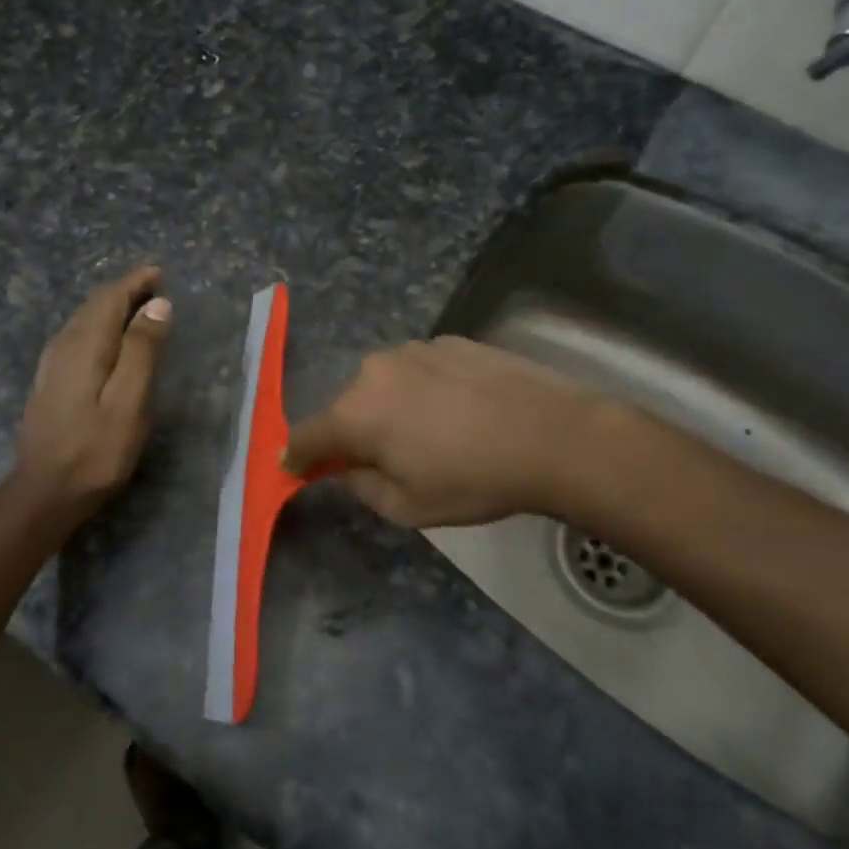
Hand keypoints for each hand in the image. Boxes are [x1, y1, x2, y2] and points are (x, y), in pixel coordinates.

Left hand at [10, 265, 171, 526]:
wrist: (44, 492)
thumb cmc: (96, 450)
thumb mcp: (129, 401)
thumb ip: (142, 350)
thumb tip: (158, 304)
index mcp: (86, 345)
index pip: (110, 298)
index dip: (135, 282)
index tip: (159, 272)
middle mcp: (64, 346)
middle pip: (94, 305)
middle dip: (124, 290)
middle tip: (154, 285)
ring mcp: (52, 364)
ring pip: (83, 320)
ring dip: (110, 307)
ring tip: (137, 306)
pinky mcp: (49, 382)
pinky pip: (76, 336)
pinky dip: (98, 325)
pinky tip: (108, 339)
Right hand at [285, 336, 603, 527]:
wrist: (552, 435)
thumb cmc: (473, 480)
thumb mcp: (407, 507)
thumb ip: (361, 486)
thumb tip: (347, 466)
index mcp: (355, 413)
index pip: (307, 435)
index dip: (298, 455)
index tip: (297, 466)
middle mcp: (374, 371)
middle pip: (347, 406)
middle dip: (354, 432)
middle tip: (384, 458)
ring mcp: (413, 349)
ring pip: (384, 383)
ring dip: (391, 406)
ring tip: (431, 432)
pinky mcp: (449, 340)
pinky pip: (420, 369)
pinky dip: (424, 389)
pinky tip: (460, 410)